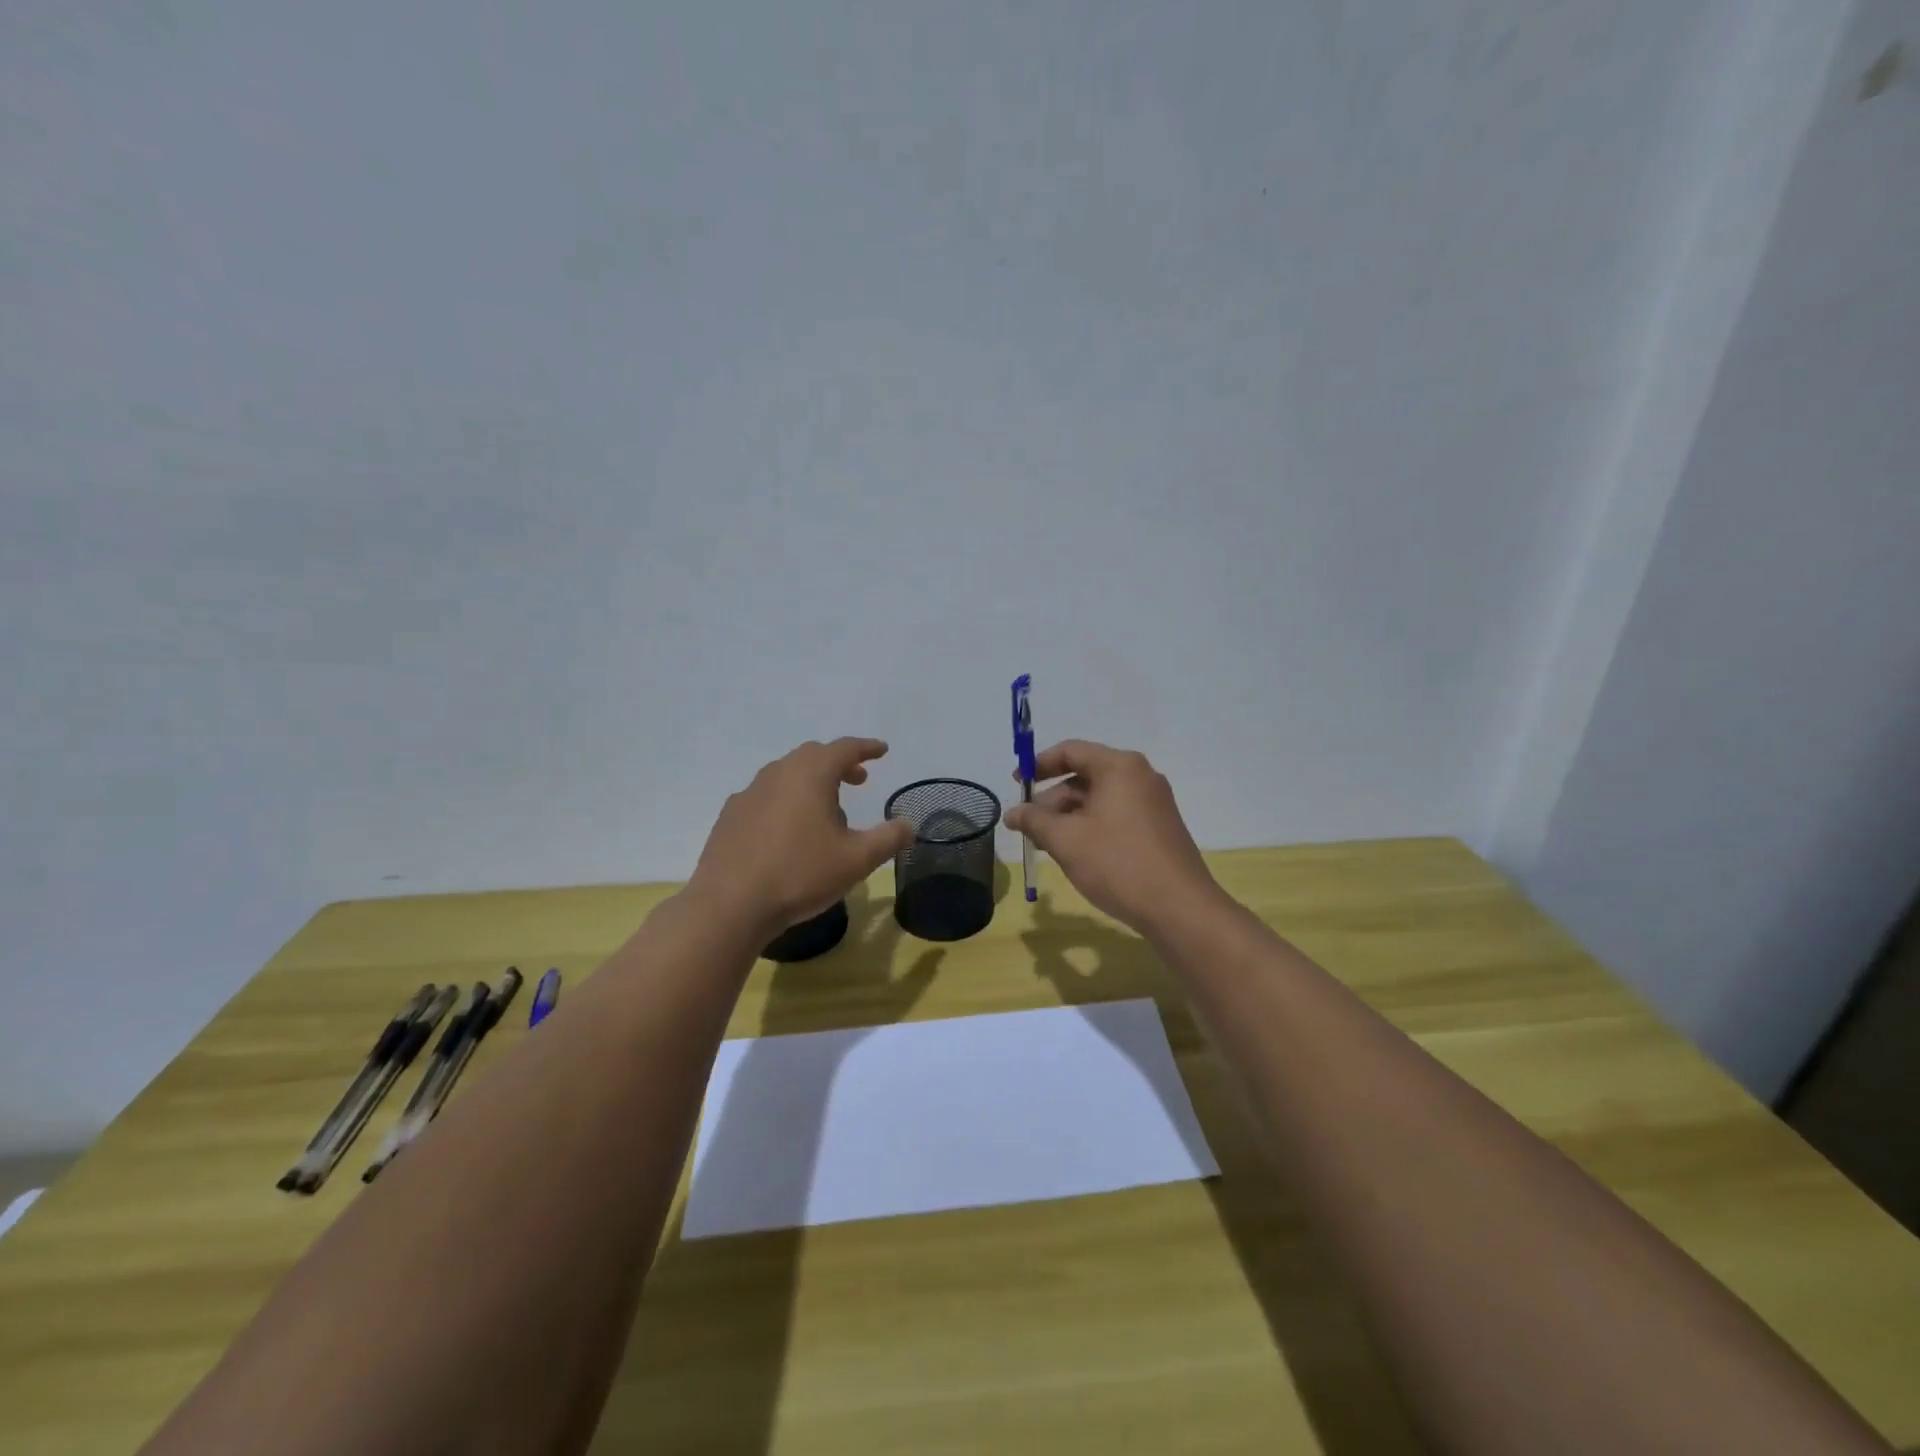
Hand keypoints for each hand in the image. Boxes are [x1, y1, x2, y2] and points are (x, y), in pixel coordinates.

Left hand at [687, 738, 913, 940]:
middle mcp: (777, 774)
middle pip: (812, 756)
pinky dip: (785, 800)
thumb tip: (909, 824)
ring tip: (826, 810)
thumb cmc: (800, 874)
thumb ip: (888, 838)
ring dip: (811, 782)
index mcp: (810, 774)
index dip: (866, 748)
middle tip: (858, 779)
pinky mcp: (730, 816)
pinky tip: (788, 829)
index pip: (844, 748)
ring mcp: (749, 794)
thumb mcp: (856, 860)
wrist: (730, 904)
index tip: (882, 750)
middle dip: (839, 763)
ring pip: (786, 775)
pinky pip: (765, 796)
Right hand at [1005, 739, 1222, 934]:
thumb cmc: (1118, 863)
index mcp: (1120, 767)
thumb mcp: (1066, 840)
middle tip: (1028, 824)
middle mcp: (1140, 777)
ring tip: (1045, 843)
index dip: (1038, 765)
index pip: (1071, 751)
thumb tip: (1012, 813)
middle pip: (1085, 775)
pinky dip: (1090, 826)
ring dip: (1068, 816)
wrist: (1180, 908)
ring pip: (1099, 799)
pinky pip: (1115, 815)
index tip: (1016, 783)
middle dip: (1051, 798)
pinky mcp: (1158, 828)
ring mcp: (1153, 803)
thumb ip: (1034, 820)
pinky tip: (1074, 852)